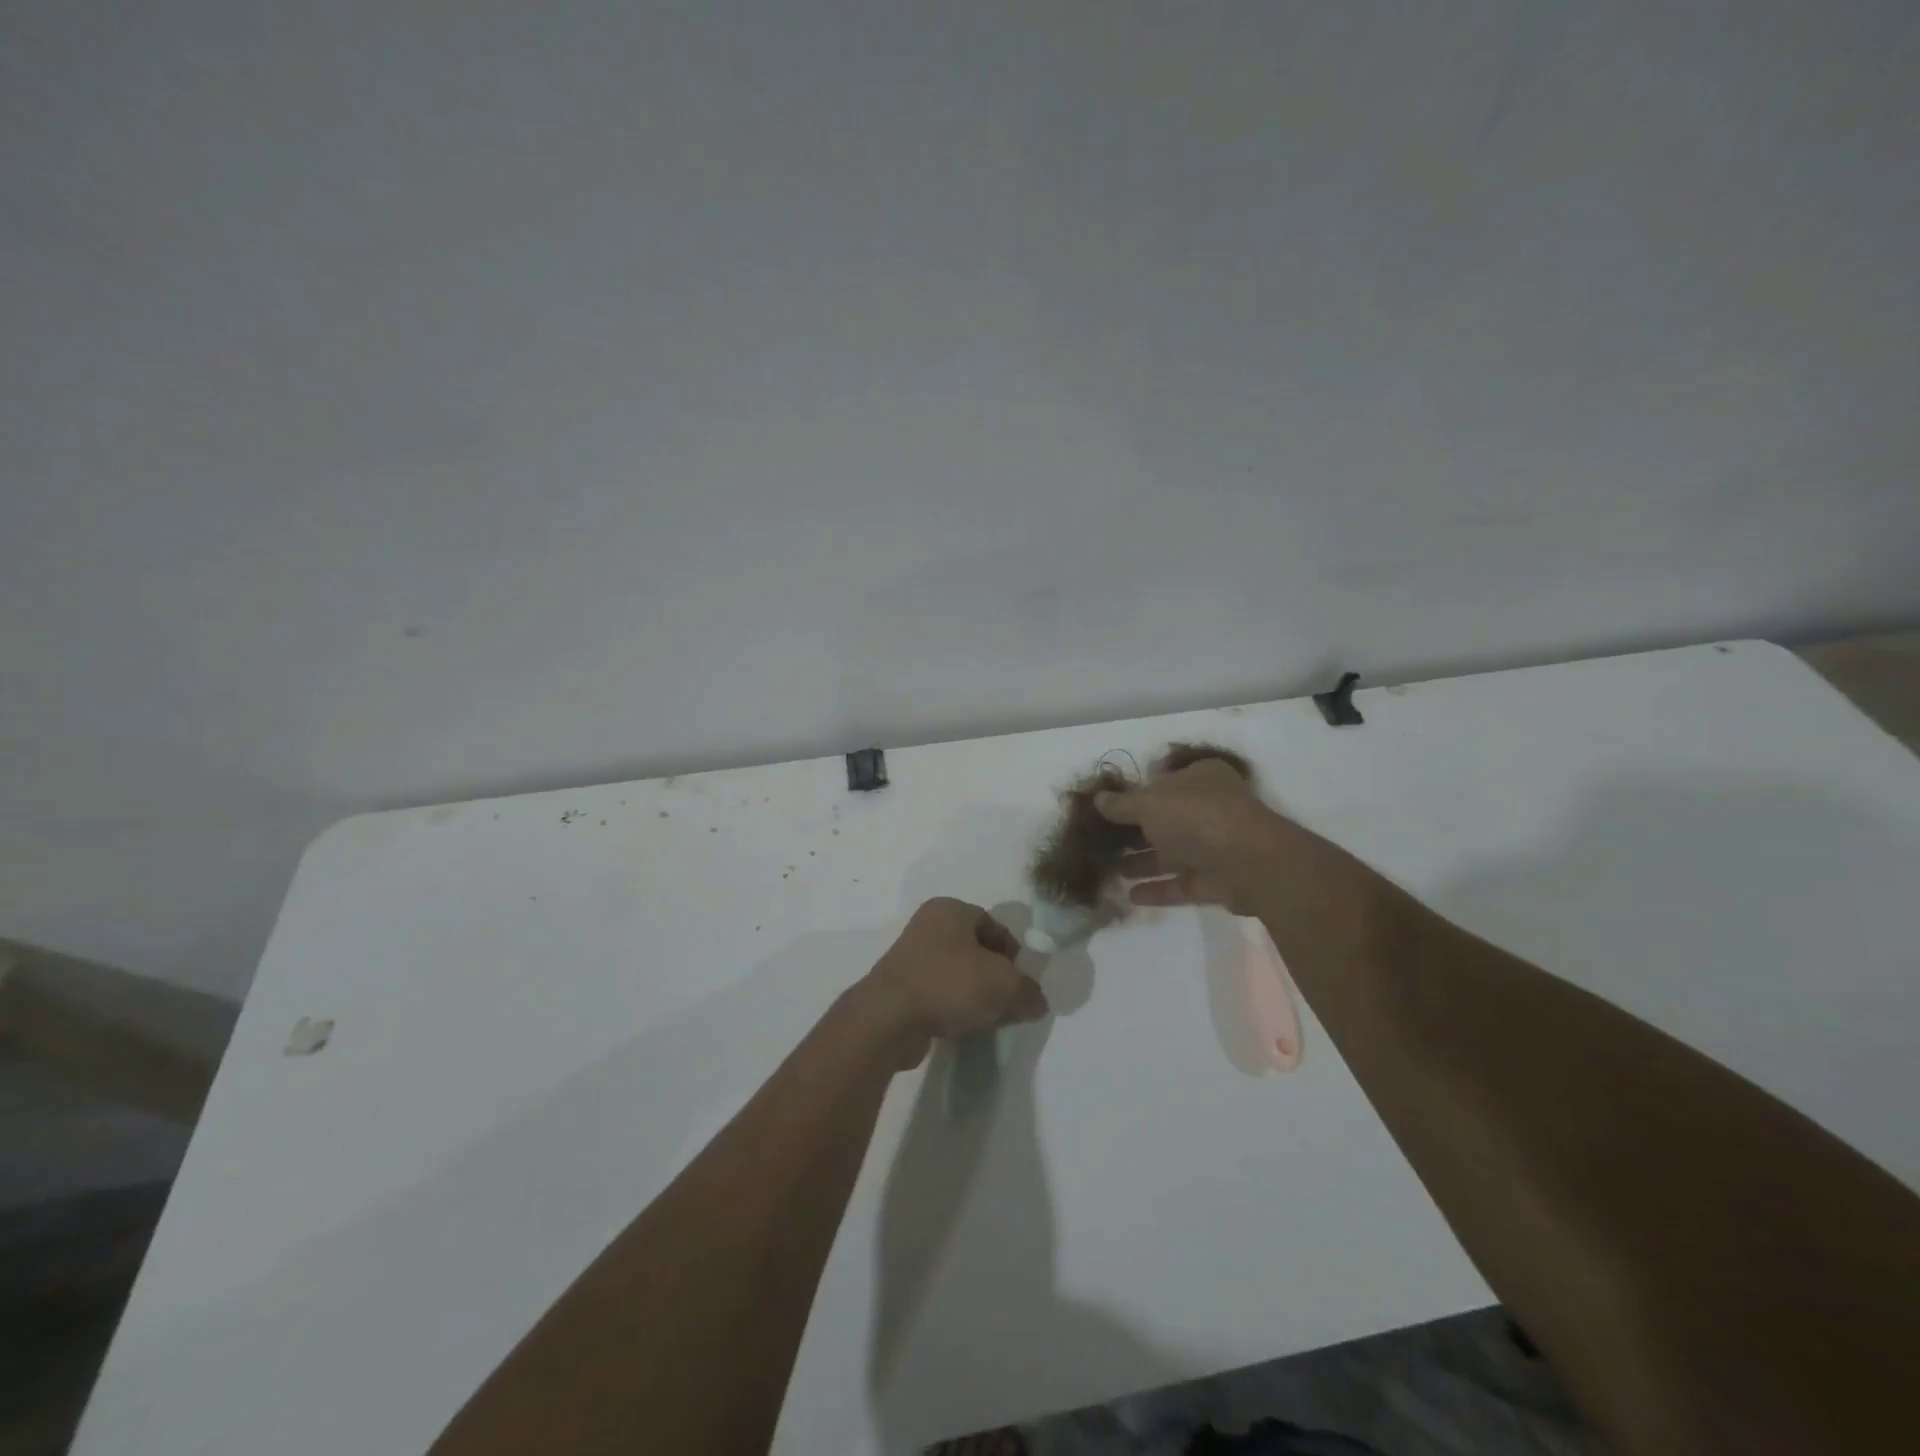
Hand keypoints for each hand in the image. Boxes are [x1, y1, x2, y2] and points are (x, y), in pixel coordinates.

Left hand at [861, 898, 1049, 1067]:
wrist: (889, 1018)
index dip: (1013, 953)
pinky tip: (960, 1025)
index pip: (994, 925)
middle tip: (1007, 1001)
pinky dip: (951, 1005)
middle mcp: (927, 924)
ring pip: (956, 971)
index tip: (1021, 982)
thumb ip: (1028, 991)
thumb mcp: (1004, 985)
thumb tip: (1036, 1002)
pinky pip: (937, 990)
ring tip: (985, 1016)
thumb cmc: (949, 984)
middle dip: (994, 975)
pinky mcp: (899, 985)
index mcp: (950, 908)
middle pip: (975, 948)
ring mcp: (909, 955)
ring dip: (973, 992)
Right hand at [1096, 757, 1289, 915]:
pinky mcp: (1219, 880)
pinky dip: (1158, 889)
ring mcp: (1216, 845)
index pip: (1162, 781)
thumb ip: (1121, 804)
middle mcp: (1210, 807)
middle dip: (1134, 833)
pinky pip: (1183, 883)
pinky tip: (1130, 896)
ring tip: (1110, 871)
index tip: (1107, 809)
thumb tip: (1098, 799)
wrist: (1250, 863)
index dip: (1134, 794)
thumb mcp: (1149, 803)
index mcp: (1199, 778)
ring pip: (1172, 853)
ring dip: (1142, 862)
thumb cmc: (1196, 817)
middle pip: (1165, 819)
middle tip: (1102, 844)